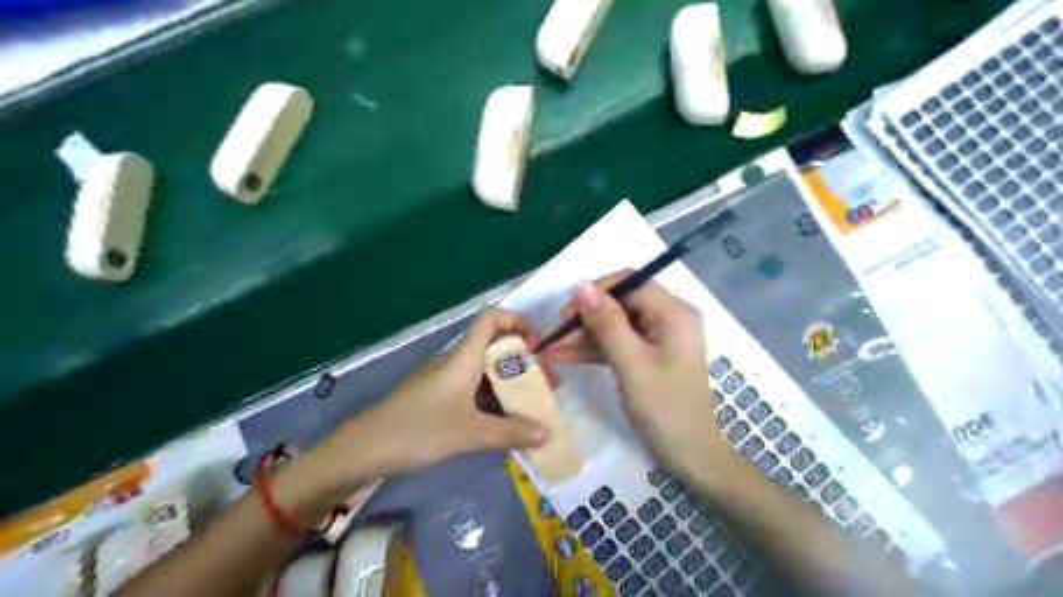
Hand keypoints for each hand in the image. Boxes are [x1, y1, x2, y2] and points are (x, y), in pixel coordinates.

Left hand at [311, 308, 547, 490]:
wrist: (366, 448)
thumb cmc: (420, 430)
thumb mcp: (470, 432)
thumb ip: (511, 432)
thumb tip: (547, 432)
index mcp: (463, 357)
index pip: (492, 319)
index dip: (518, 322)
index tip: (539, 346)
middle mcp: (457, 361)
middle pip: (496, 347)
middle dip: (525, 362)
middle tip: (547, 385)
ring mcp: (447, 380)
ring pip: (486, 371)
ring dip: (511, 383)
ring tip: (534, 405)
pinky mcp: (440, 397)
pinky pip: (475, 389)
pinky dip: (495, 399)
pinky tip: (507, 420)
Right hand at [542, 272, 722, 472]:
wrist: (690, 456)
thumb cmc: (664, 408)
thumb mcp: (631, 363)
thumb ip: (606, 322)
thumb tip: (580, 285)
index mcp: (674, 312)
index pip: (630, 283)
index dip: (595, 293)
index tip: (566, 314)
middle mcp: (669, 317)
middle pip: (620, 303)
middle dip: (585, 318)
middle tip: (554, 336)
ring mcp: (659, 337)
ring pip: (615, 325)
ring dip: (584, 336)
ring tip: (550, 349)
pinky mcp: (650, 355)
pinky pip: (619, 343)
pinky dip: (595, 350)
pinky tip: (565, 356)